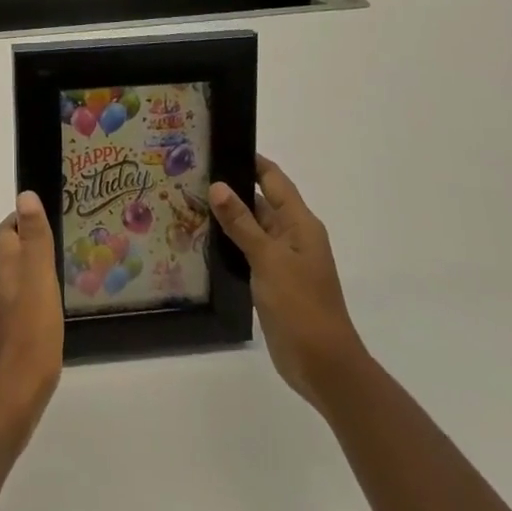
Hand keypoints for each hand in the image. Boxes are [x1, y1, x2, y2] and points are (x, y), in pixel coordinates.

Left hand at [0, 191, 63, 448]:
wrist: (6, 406)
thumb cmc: (30, 341)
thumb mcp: (40, 284)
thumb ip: (35, 242)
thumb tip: (25, 195)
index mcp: (5, 273)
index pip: (5, 234)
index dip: (18, 220)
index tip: (38, 215)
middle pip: (5, 258)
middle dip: (22, 245)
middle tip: (51, 243)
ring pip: (8, 286)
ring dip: (25, 275)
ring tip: (51, 277)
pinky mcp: (0, 348)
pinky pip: (13, 313)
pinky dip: (26, 304)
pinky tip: (42, 318)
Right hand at [210, 155, 364, 409]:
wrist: (323, 365)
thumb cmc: (301, 305)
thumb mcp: (269, 259)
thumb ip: (242, 222)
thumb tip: (218, 186)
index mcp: (300, 224)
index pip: (274, 179)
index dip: (251, 161)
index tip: (219, 145)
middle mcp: (292, 236)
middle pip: (260, 201)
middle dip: (231, 187)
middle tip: (191, 173)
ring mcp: (282, 260)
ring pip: (251, 227)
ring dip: (227, 217)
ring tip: (187, 200)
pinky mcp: (272, 282)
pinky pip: (247, 252)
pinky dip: (229, 243)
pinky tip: (201, 240)